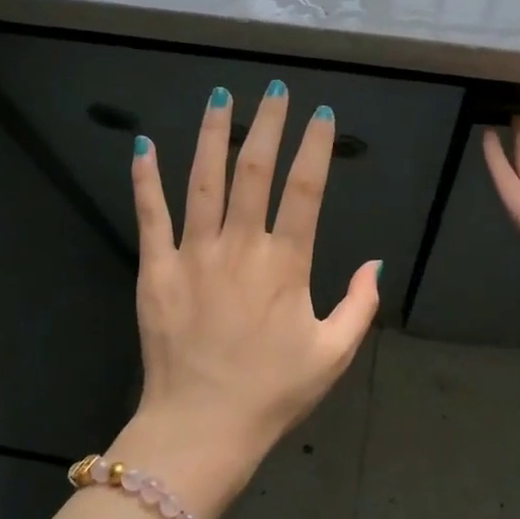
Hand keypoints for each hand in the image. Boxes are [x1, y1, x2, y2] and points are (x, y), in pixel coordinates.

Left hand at [112, 82, 381, 517]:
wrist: (201, 428)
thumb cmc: (272, 393)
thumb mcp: (333, 355)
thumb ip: (359, 305)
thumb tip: (375, 262)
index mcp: (286, 264)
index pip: (305, 190)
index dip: (315, 147)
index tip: (321, 114)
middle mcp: (240, 247)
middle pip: (254, 171)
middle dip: (267, 125)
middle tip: (273, 90)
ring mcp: (193, 255)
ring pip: (203, 181)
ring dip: (213, 135)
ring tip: (220, 97)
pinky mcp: (156, 270)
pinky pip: (150, 215)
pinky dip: (145, 179)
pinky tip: (144, 144)